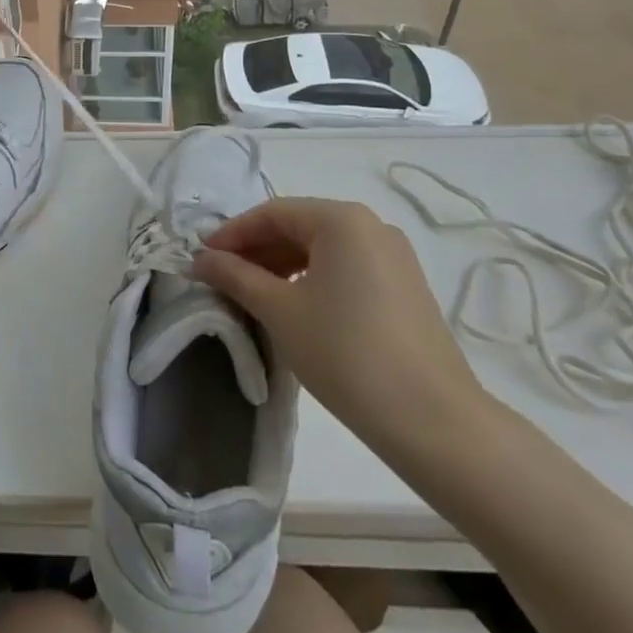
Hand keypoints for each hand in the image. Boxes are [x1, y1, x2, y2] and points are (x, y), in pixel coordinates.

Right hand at [192, 197, 495, 463]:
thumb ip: (236, 276)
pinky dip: (312, 277)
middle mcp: (371, 225)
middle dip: (256, 249)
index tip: (202, 258)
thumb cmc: (345, 352)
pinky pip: (346, 267)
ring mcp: (393, 256)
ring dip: (282, 264)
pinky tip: (294, 305)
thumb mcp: (279, 310)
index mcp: (341, 219)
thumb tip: (200, 260)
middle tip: (222, 277)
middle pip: (299, 226)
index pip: (272, 213)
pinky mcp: (404, 286)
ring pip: (322, 248)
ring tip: (252, 293)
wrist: (432, 420)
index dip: (232, 233)